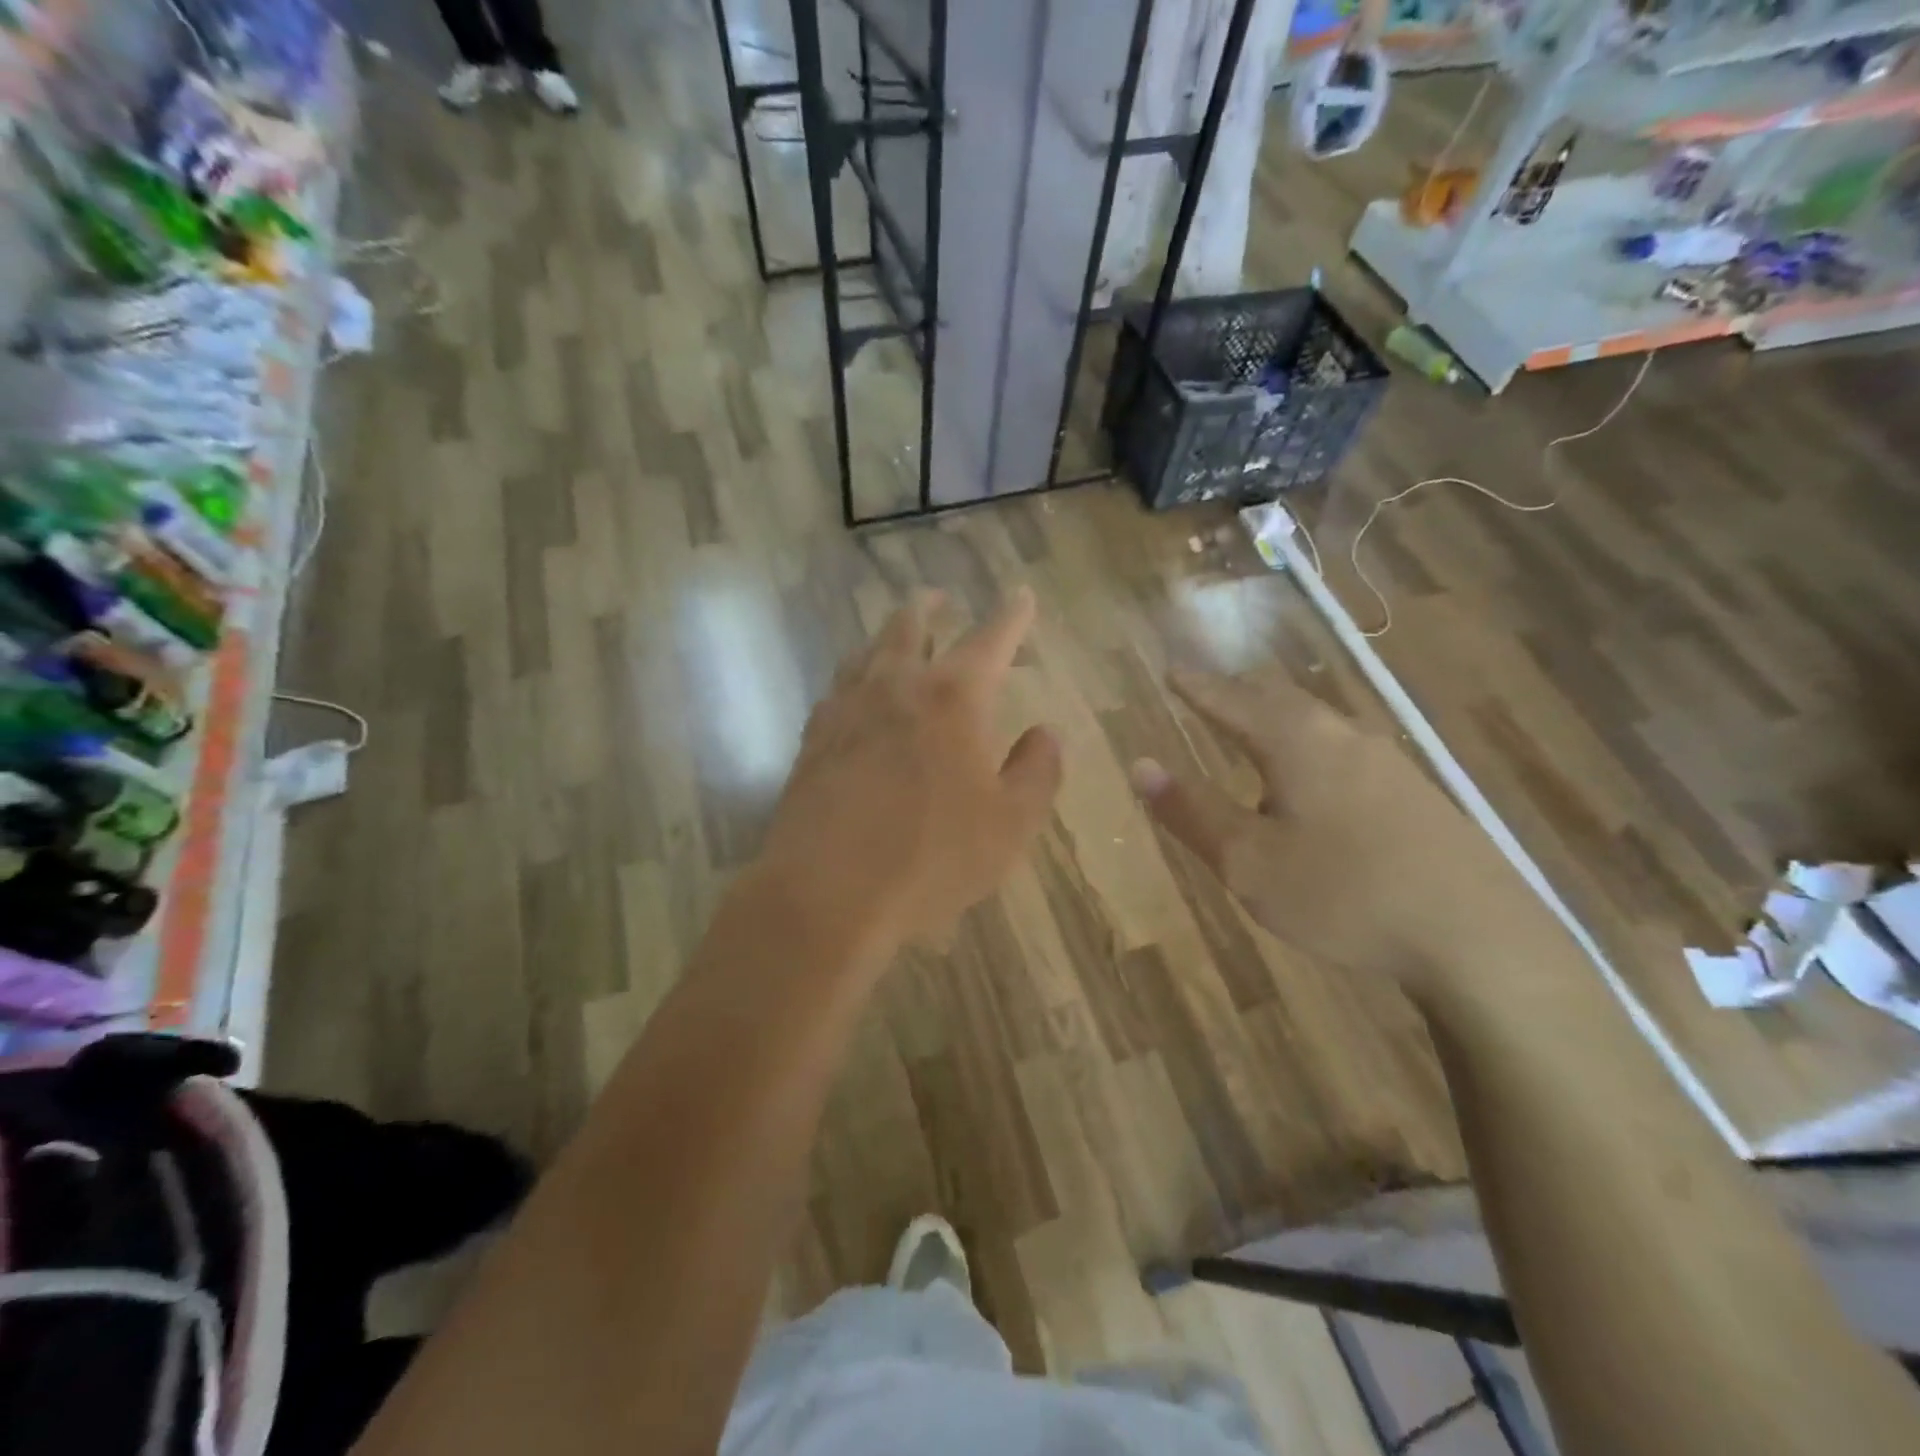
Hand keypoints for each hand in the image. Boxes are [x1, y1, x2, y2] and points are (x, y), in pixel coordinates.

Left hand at [757, 588, 1062, 957]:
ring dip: (886, 635)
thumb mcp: (1010, 824)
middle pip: (910, 625)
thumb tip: (1045, 734)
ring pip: (866, 651)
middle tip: (940, 599)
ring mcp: (845, 709)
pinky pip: (837, 688)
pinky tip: (854, 693)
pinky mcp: (812, 739)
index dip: (1011, 614)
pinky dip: (855, 676)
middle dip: (931, 607)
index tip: (1020, 594)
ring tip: (896, 635)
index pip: (990, 638)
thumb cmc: (931, 858)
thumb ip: (1037, 772)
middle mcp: (896, 686)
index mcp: (952, 697)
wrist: (826, 893)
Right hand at [1131, 669, 1552, 993]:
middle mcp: (1343, 736)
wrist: (1478, 937)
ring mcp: (1388, 763)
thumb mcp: (1249, 861)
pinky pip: (1343, 752)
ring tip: (1253, 734)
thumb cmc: (1344, 894)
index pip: (1232, 700)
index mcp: (1297, 742)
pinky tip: (1313, 784)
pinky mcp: (1415, 794)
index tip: (1172, 671)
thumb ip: (1192, 812)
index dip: (1197, 687)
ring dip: (1277, 722)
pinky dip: (1309, 750)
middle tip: (1208, 695)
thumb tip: (1141, 765)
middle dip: (1238, 695)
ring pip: (1317, 725)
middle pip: (1281, 700)